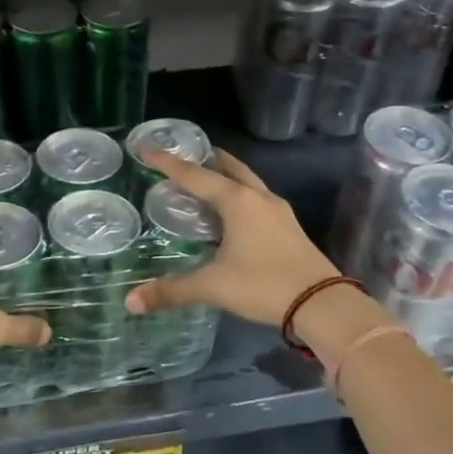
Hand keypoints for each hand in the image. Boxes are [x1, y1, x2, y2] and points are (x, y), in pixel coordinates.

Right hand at [123, 150, 340, 326]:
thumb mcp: (212, 286)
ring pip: (249, 184)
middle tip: (186, 159)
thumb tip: (131, 301)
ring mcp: (279, 213)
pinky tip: (233, 217)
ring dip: (228, 178)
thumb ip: (171, 291)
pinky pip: (259, 202)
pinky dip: (241, 198)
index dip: (168, 163)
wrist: (321, 303)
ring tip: (208, 183)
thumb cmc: (263, 285)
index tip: (147, 150)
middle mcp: (259, 199)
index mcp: (238, 202)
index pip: (195, 176)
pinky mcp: (290, 229)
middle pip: (230, 169)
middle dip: (207, 161)